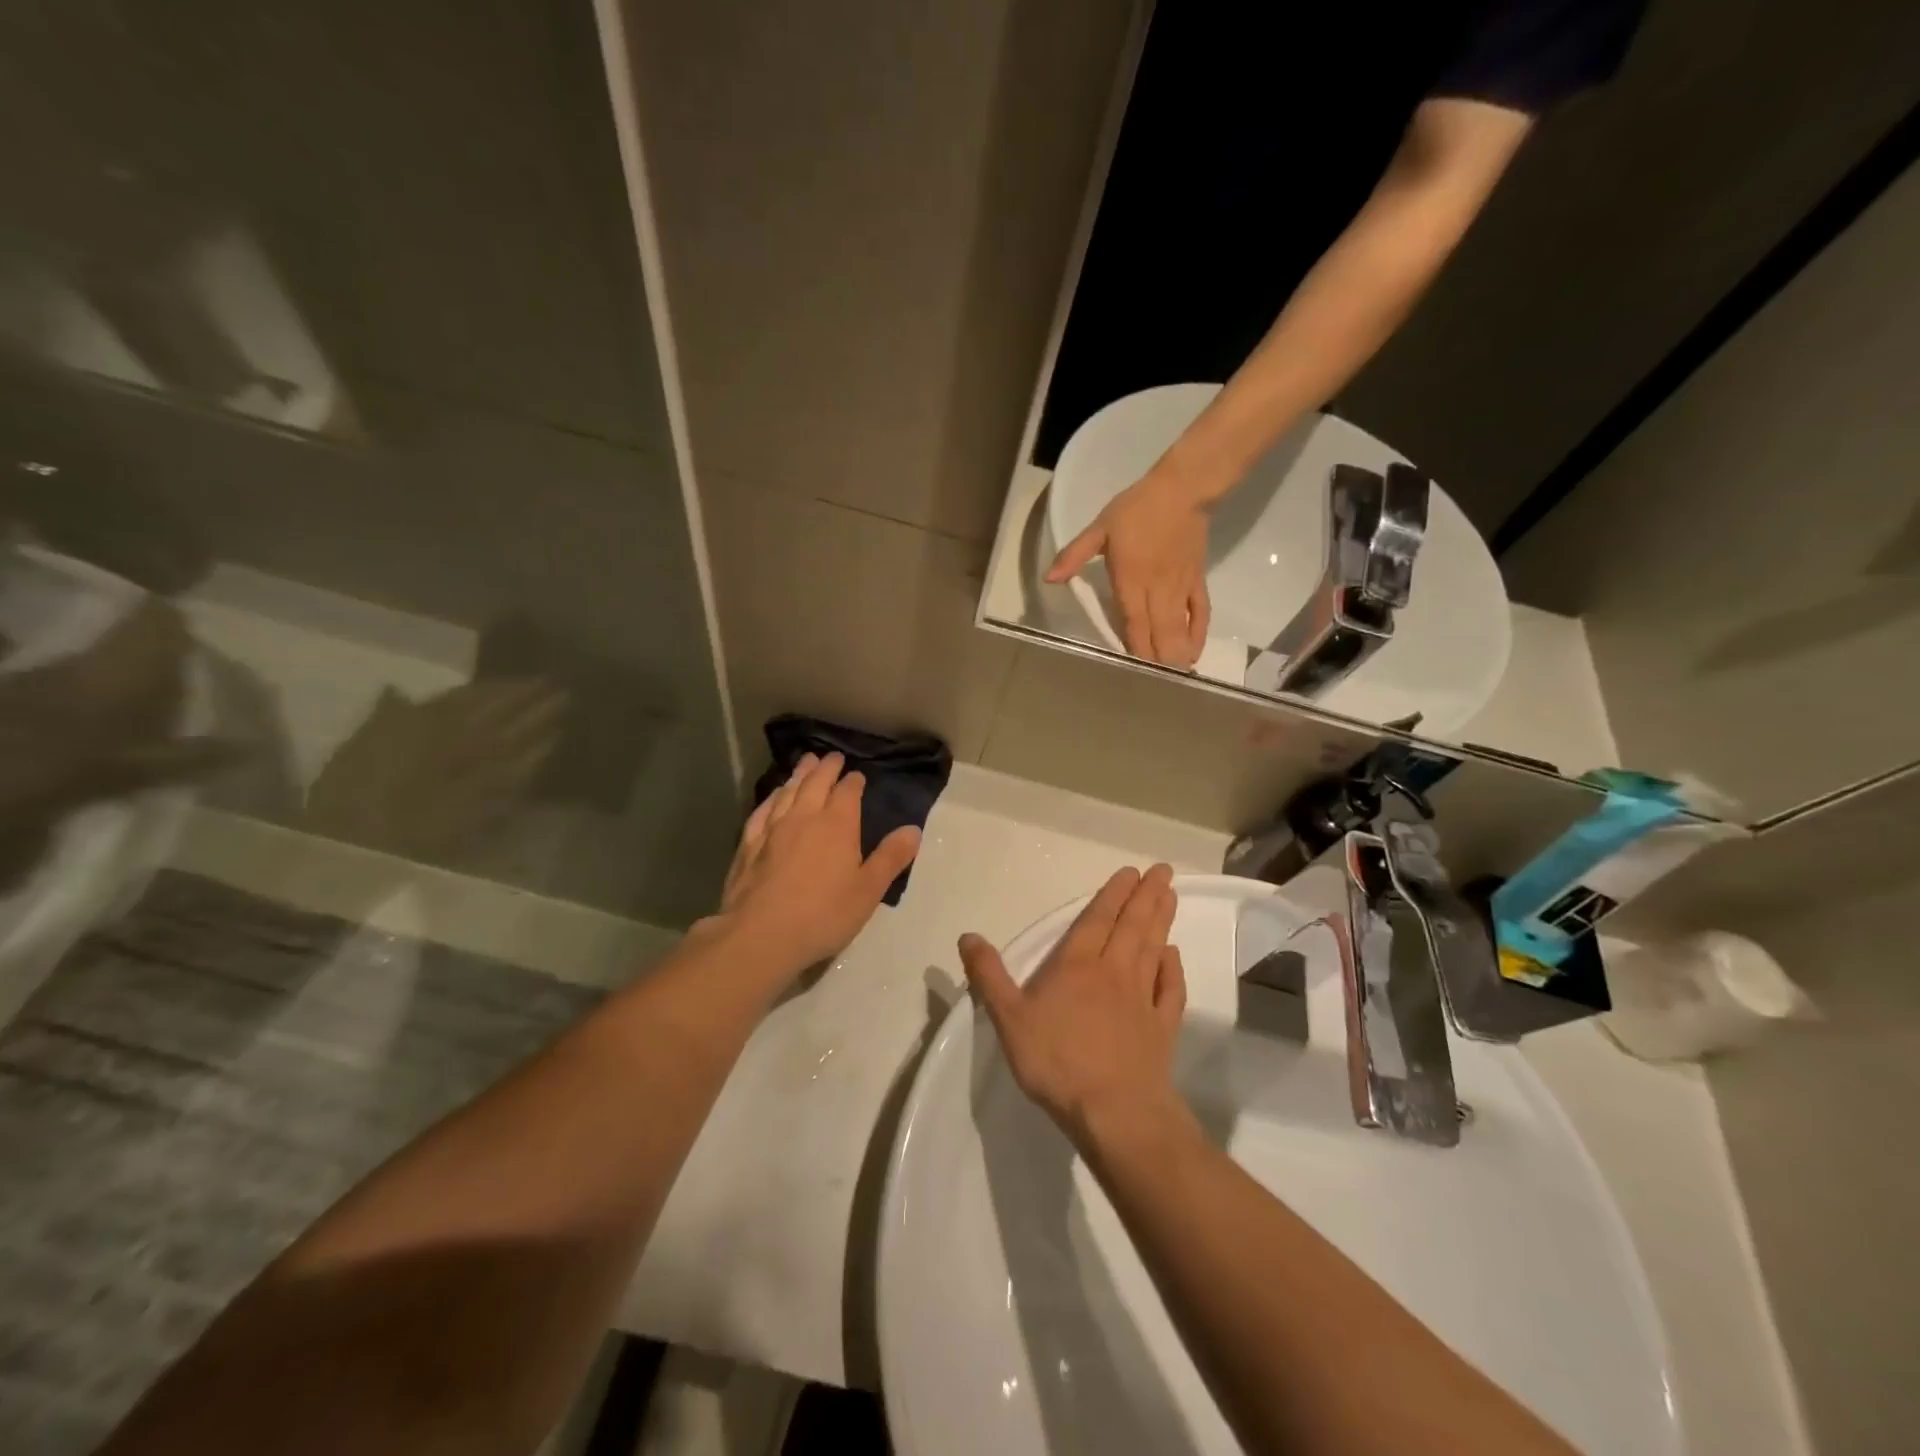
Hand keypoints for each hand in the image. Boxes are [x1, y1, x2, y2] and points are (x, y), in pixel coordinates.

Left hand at [701, 752, 920, 984]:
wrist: (761, 935)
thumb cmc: (823, 914)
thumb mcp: (868, 890)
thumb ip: (891, 857)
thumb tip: (913, 829)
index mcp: (838, 824)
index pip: (848, 792)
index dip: (854, 782)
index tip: (858, 776)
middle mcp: (804, 816)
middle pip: (816, 782)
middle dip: (827, 767)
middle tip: (833, 757)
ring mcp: (773, 828)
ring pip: (788, 791)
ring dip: (799, 774)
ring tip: (806, 762)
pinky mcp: (748, 844)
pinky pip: (762, 810)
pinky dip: (772, 797)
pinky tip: (773, 796)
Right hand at [959, 863, 1186, 1142]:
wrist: (1114, 1111)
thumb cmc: (1057, 1061)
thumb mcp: (1008, 1018)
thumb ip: (989, 976)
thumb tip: (968, 936)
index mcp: (1077, 965)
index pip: (1097, 920)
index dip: (1113, 894)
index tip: (1131, 872)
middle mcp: (1114, 972)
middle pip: (1132, 926)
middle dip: (1146, 896)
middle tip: (1163, 870)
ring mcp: (1142, 999)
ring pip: (1154, 948)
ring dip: (1162, 920)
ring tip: (1170, 895)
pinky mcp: (1161, 1028)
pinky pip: (1170, 989)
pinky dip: (1173, 969)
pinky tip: (1174, 955)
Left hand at [1047, 473, 1211, 668]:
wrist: (1182, 489)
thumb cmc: (1136, 509)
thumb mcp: (1099, 528)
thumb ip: (1074, 556)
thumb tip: (1050, 580)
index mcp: (1131, 581)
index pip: (1133, 625)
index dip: (1134, 651)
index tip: (1132, 674)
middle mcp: (1157, 591)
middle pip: (1158, 635)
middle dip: (1156, 662)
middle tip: (1150, 685)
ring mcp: (1180, 588)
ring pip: (1179, 630)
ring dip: (1176, 655)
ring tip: (1172, 678)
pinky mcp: (1197, 581)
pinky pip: (1200, 614)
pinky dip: (1197, 634)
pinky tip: (1192, 652)